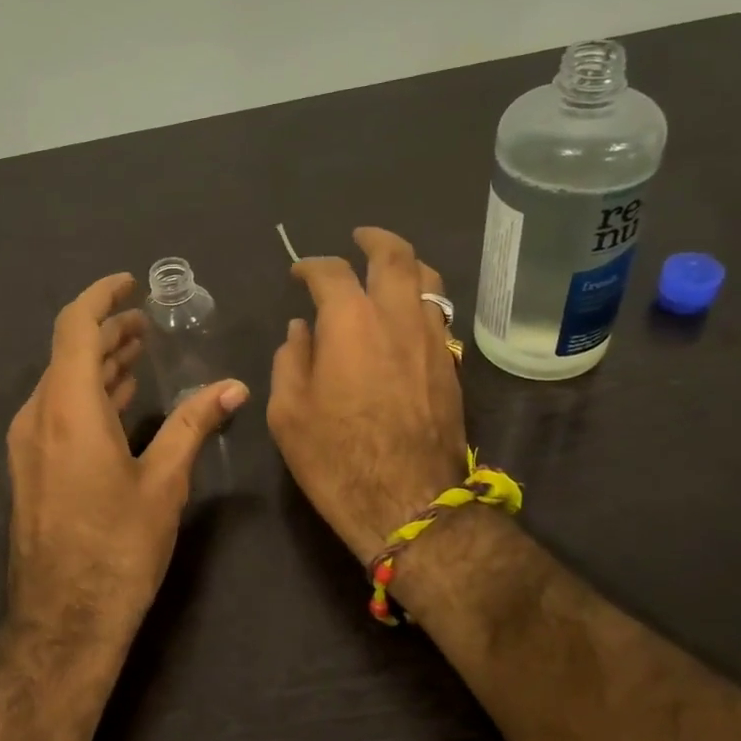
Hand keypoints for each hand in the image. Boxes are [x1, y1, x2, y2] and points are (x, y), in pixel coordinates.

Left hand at [7, 273, 247, 641]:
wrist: (64, 620)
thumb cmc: (118, 548)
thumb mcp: (164, 482)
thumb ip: (194, 424)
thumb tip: (234, 386)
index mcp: (68, 409)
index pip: (76, 327)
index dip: (102, 297)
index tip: (131, 282)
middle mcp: (39, 416)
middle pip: (69, 352)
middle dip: (107, 330)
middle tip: (147, 322)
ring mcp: (30, 443)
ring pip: (62, 382)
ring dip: (99, 363)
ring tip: (139, 351)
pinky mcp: (32, 467)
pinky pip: (58, 410)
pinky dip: (90, 394)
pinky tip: (119, 400)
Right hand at [268, 228, 466, 566]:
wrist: (409, 502)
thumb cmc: (336, 457)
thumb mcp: (288, 412)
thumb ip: (291, 360)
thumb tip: (301, 332)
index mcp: (350, 321)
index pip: (331, 272)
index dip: (311, 266)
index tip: (299, 273)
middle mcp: (398, 316)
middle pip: (395, 256)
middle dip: (375, 239)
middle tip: (359, 237)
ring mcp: (433, 339)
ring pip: (429, 280)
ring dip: (407, 265)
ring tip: (390, 269)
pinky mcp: (452, 365)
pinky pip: (439, 315)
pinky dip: (421, 301)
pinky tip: (407, 317)